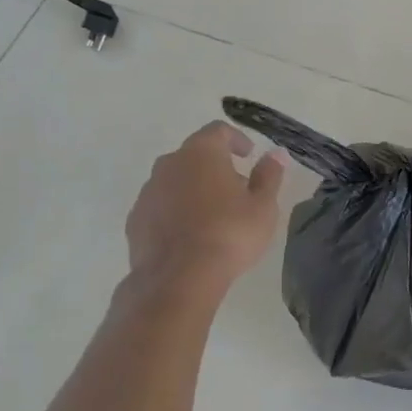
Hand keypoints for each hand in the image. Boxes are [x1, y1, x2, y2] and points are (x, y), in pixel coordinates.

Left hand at [127, 121, 284, 289]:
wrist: (178, 279)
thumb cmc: (229, 234)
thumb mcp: (263, 206)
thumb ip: (269, 176)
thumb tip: (276, 154)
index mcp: (201, 153)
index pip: (218, 131)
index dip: (236, 139)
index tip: (249, 155)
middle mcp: (169, 164)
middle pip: (194, 154)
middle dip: (215, 166)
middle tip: (236, 189)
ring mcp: (148, 192)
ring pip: (175, 180)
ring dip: (193, 188)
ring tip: (213, 215)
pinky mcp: (135, 220)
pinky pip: (160, 206)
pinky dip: (175, 211)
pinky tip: (190, 235)